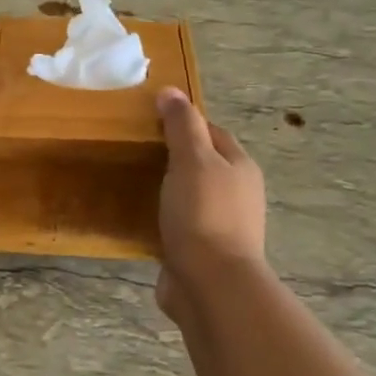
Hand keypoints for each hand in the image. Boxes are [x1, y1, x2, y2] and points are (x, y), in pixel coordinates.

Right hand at [155, 88, 266, 320]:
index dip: (186, 123)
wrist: (211, 285)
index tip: (152, 120)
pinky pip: (180, 227)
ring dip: (169, 191)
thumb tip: (171, 91)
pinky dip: (163, 220)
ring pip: (191, 197)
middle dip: (176, 157)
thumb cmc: (203, 214)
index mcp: (240, 168)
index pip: (213, 133)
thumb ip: (182, 125)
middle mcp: (236, 195)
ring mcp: (220, 226)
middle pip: (204, 165)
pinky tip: (141, 219)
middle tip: (138, 150)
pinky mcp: (202, 253)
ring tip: (135, 183)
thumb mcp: (192, 160)